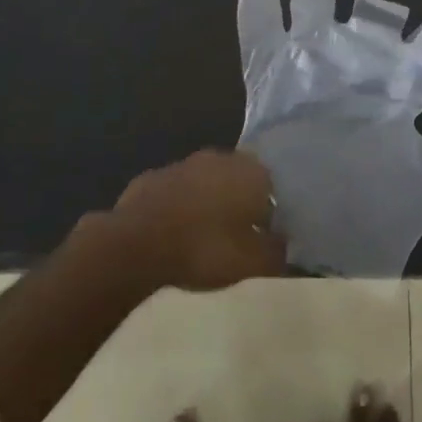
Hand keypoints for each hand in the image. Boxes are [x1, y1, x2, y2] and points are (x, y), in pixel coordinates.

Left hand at [99, 149, 286, 291]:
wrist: (138, 244)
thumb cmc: (205, 249)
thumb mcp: (253, 263)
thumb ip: (275, 252)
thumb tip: (283, 244)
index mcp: (251, 172)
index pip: (271, 188)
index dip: (267, 215)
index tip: (260, 239)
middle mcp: (221, 158)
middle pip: (238, 180)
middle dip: (237, 203)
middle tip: (233, 237)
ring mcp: (184, 163)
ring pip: (205, 182)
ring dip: (206, 203)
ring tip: (201, 237)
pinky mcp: (153, 176)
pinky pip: (175, 192)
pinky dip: (177, 207)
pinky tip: (171, 234)